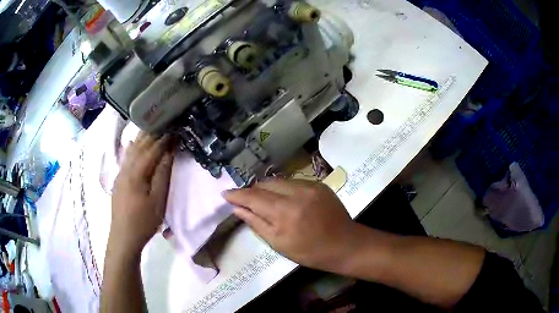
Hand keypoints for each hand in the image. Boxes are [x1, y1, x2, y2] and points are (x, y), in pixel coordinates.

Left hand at [110, 132, 173, 256]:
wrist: (123, 237)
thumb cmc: (143, 221)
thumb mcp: (158, 201)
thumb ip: (162, 175)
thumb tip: (168, 153)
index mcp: (137, 173)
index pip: (152, 149)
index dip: (163, 139)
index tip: (175, 129)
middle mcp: (126, 168)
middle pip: (140, 146)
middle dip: (152, 134)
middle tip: (164, 123)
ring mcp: (120, 174)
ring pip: (131, 151)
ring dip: (141, 138)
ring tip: (151, 127)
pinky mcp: (118, 180)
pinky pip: (125, 158)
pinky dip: (130, 148)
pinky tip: (131, 143)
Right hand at [223, 179, 358, 272]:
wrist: (344, 244)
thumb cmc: (309, 252)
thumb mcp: (279, 243)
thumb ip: (256, 223)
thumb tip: (237, 209)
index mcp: (284, 212)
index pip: (253, 197)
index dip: (237, 194)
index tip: (225, 194)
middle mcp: (296, 193)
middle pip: (265, 184)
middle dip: (253, 191)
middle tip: (246, 200)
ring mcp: (310, 186)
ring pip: (279, 181)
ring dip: (268, 189)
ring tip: (264, 199)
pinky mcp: (319, 184)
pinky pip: (293, 182)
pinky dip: (283, 188)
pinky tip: (284, 199)